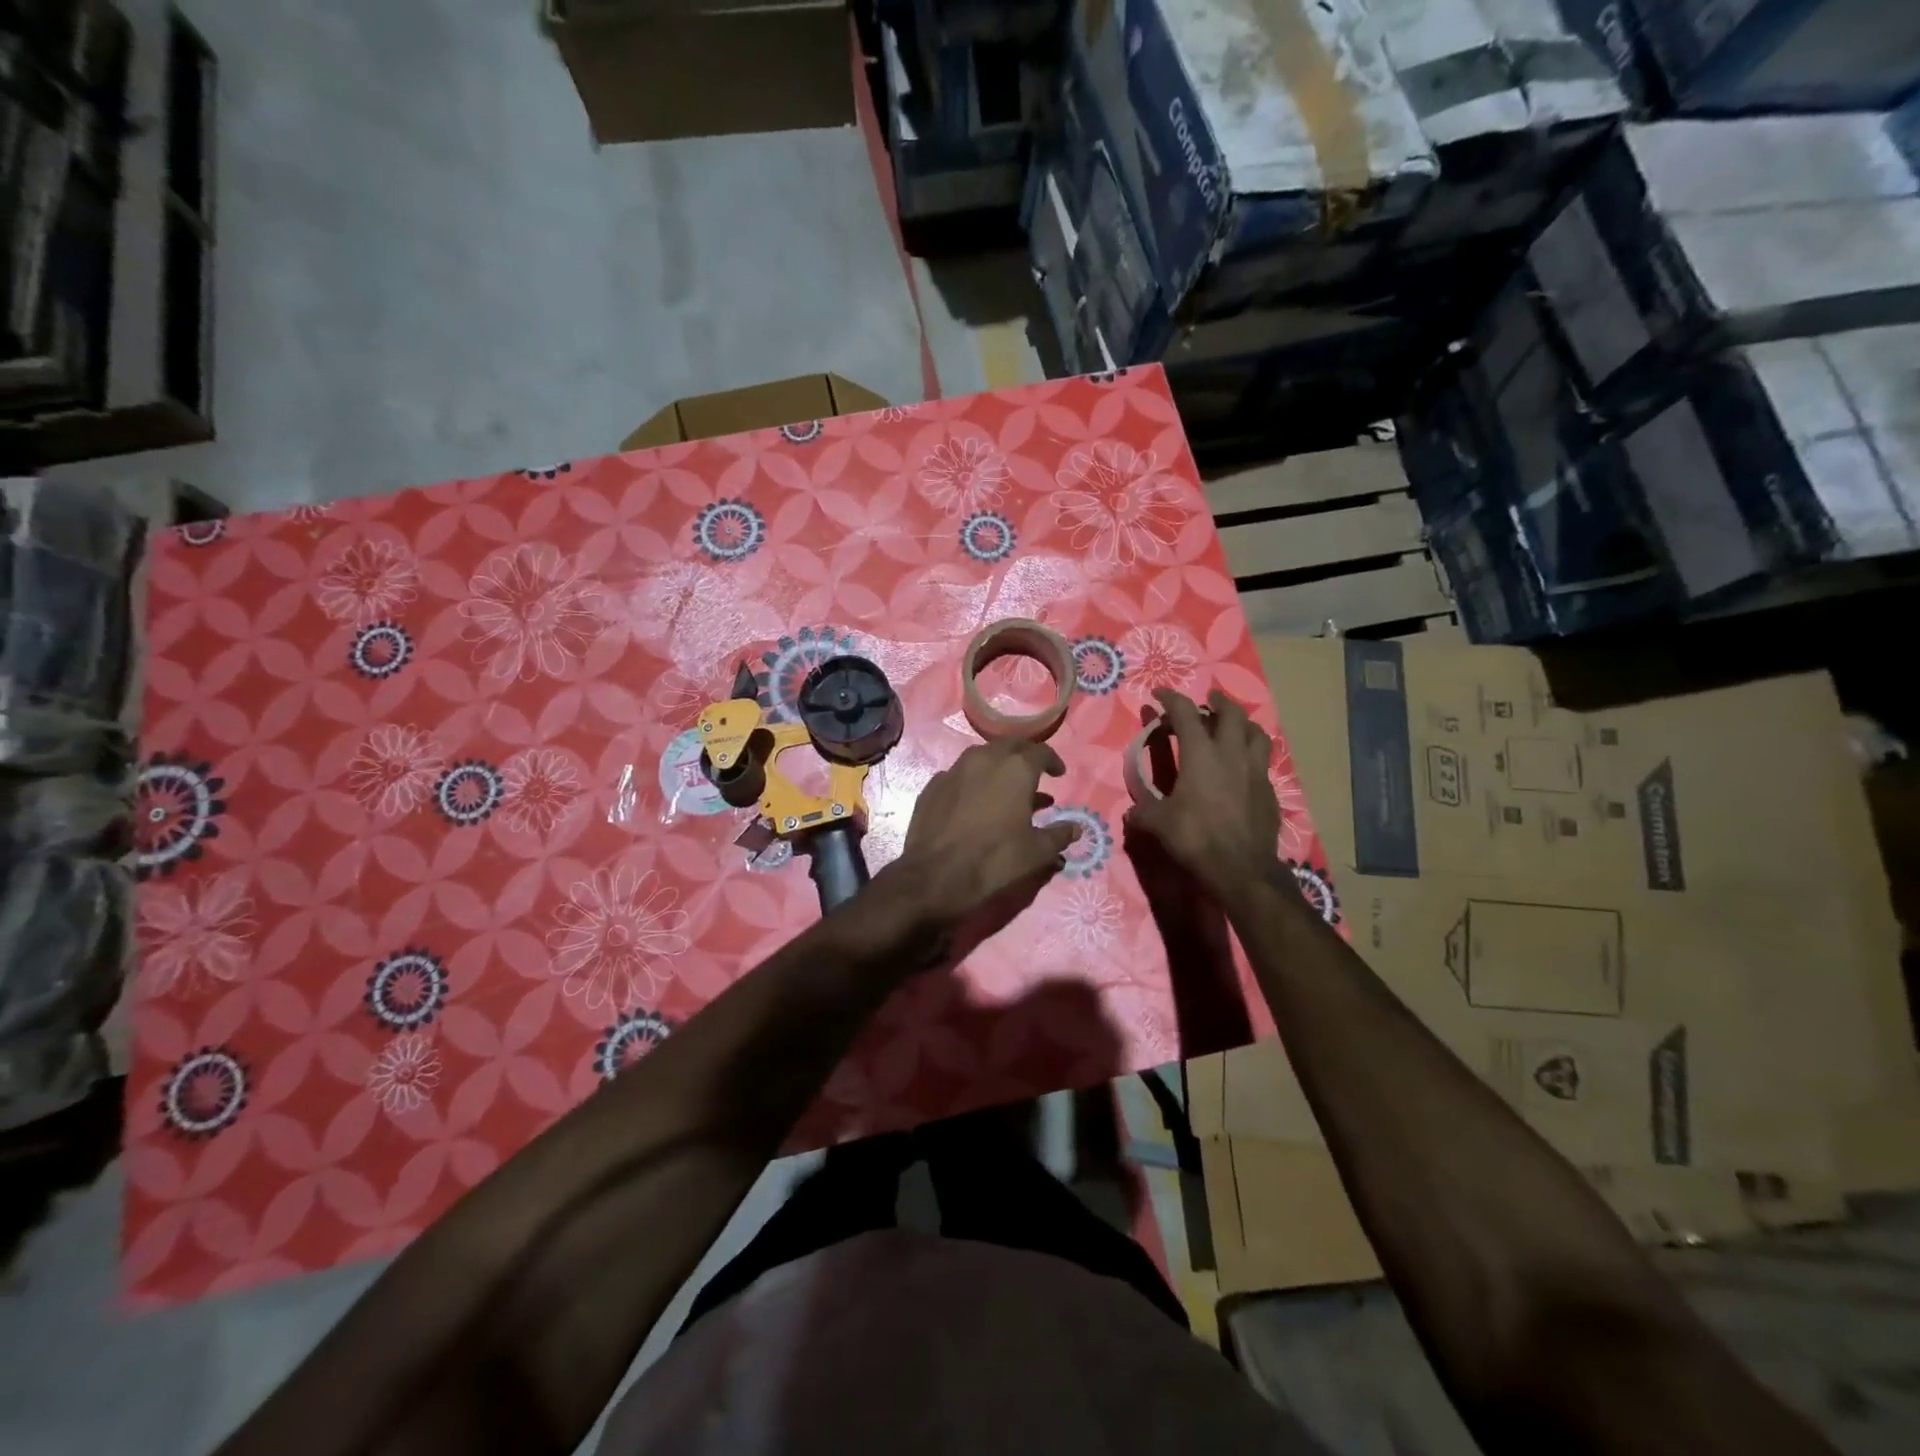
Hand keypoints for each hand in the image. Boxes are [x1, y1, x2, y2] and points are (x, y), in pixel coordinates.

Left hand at [887, 740, 1079, 955]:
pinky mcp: (933, 785)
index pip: (1041, 751)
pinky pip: (960, 775)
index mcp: (1015, 769)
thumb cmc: (994, 860)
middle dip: (1024, 757)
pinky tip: (975, 802)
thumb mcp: (1036, 852)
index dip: (1053, 761)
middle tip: (1034, 774)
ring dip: (998, 767)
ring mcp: (954, 769)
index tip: (1058, 774)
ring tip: (1007, 789)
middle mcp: (984, 758)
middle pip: (1010, 746)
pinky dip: (973, 782)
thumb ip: (1059, 835)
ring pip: (982, 757)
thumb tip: (1076, 828)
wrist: (934, 876)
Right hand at [1125, 689, 1280, 901]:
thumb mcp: (1159, 824)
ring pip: (1257, 733)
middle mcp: (1231, 755)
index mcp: (1201, 755)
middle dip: (1219, 701)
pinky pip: (1263, 762)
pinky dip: (1252, 755)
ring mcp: (1256, 771)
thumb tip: (1131, 812)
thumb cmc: (1196, 838)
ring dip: (1243, 724)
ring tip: (1233, 727)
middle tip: (1209, 700)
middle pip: (1232, 713)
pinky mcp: (1270, 791)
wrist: (1242, 868)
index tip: (1159, 694)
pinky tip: (1243, 768)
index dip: (1171, 699)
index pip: (1186, 713)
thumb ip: (1143, 811)